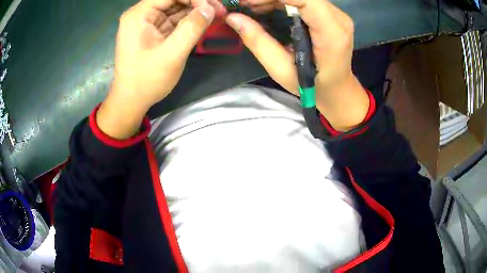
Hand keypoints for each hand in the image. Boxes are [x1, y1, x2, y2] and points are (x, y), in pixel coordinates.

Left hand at [97, 0, 223, 138]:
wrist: (131, 101)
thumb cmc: (146, 80)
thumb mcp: (171, 55)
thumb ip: (192, 28)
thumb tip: (210, 9)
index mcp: (139, 15)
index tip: (213, 8)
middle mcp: (141, 14)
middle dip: (197, 2)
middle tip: (219, 11)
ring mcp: (147, 22)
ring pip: (175, 7)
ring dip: (196, 10)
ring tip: (216, 15)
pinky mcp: (153, 31)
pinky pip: (173, 19)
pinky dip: (189, 19)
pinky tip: (204, 21)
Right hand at [226, 0, 368, 130]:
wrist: (337, 90)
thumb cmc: (312, 88)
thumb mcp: (281, 69)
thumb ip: (258, 42)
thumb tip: (233, 18)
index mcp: (331, 33)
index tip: (246, 2)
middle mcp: (338, 18)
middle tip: (244, 6)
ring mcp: (336, 14)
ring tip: (251, 8)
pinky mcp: (330, 14)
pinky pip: (302, 0)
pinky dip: (280, 1)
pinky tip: (265, 9)